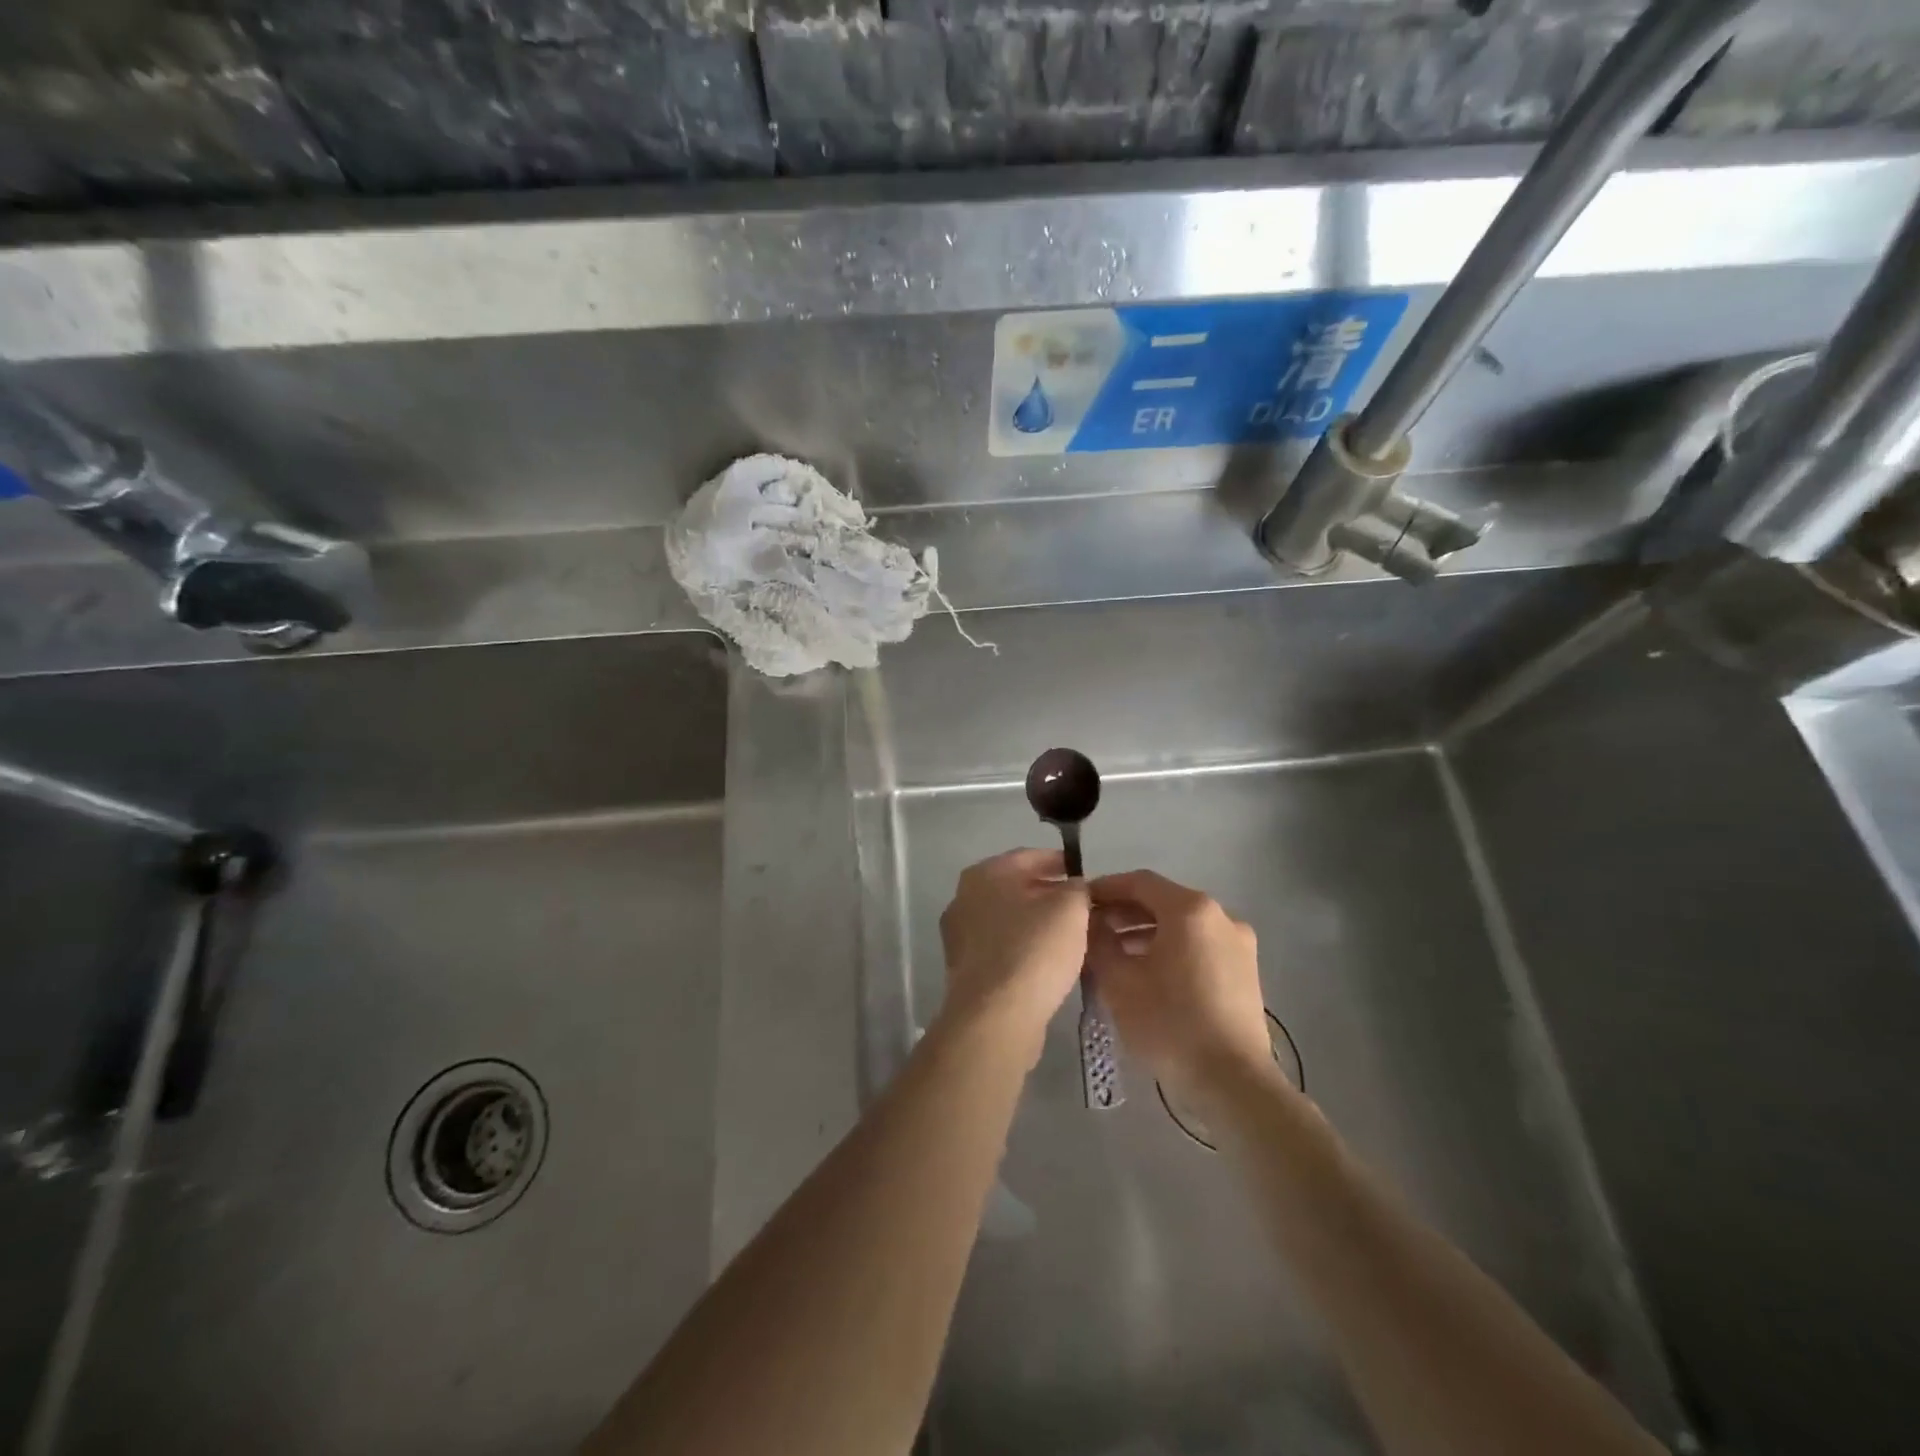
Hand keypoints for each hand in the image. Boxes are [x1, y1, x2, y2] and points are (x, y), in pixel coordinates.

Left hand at [937, 848, 1089, 1065]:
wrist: (995, 1017)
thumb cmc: (1033, 951)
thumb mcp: (1070, 909)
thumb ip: (1077, 888)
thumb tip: (1075, 887)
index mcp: (984, 874)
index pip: (1028, 856)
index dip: (1059, 861)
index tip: (1083, 872)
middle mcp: (964, 899)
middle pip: (1015, 888)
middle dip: (1048, 893)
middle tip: (1081, 905)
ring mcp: (960, 936)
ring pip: (1008, 919)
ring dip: (1037, 922)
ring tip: (1071, 934)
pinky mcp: (965, 970)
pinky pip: (1001, 948)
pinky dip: (1024, 948)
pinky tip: (1048, 961)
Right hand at [1086, 870, 1272, 1097]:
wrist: (1233, 1082)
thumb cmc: (1170, 1024)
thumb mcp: (1119, 981)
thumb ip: (1099, 942)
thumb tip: (1092, 923)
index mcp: (1190, 909)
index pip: (1139, 882)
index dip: (1106, 888)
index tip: (1080, 903)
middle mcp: (1221, 916)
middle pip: (1163, 901)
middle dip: (1125, 912)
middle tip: (1092, 930)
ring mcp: (1239, 944)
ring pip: (1182, 926)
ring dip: (1146, 932)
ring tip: (1115, 955)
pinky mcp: (1246, 972)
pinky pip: (1199, 946)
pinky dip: (1171, 949)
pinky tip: (1147, 974)